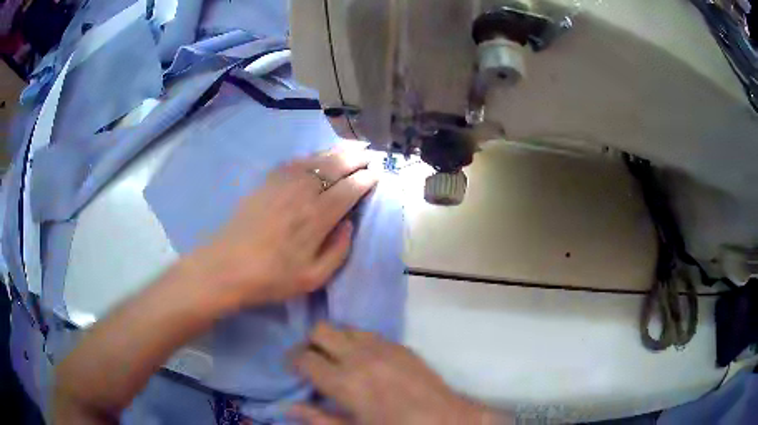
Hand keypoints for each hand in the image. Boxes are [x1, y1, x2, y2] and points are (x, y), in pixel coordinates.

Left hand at [192, 148, 376, 307]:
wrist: (227, 267)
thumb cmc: (272, 277)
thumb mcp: (313, 278)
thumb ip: (338, 250)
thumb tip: (349, 223)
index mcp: (318, 217)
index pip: (349, 189)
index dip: (366, 180)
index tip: (376, 175)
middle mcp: (303, 193)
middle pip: (335, 167)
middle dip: (355, 159)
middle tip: (369, 156)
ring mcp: (282, 183)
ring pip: (316, 159)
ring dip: (337, 152)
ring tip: (351, 148)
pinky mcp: (267, 182)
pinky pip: (295, 161)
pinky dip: (312, 155)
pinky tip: (317, 156)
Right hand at [290, 324, 507, 424]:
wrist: (446, 421)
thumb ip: (318, 419)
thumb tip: (287, 407)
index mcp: (345, 381)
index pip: (305, 358)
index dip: (293, 361)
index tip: (293, 370)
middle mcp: (361, 356)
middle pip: (321, 330)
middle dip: (309, 343)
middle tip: (311, 361)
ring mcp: (383, 347)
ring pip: (344, 327)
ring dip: (334, 339)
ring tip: (336, 359)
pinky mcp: (401, 346)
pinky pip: (369, 333)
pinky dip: (357, 341)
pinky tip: (363, 359)